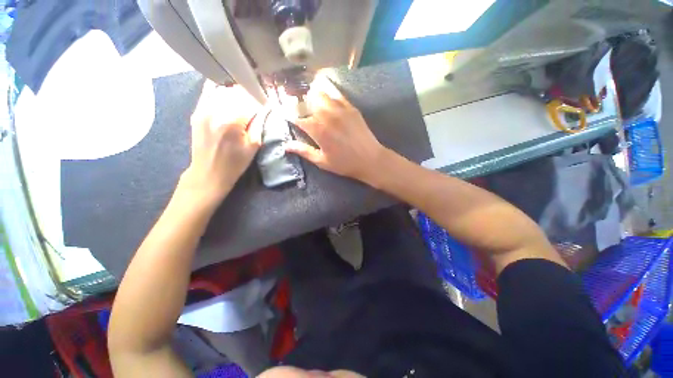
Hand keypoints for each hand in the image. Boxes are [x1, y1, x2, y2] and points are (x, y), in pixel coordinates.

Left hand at [178, 81, 264, 207]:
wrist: (209, 173)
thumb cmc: (235, 163)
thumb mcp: (254, 146)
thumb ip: (259, 124)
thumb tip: (266, 108)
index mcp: (232, 121)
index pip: (251, 102)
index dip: (261, 103)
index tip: (267, 106)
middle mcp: (215, 110)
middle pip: (237, 92)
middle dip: (249, 96)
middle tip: (256, 104)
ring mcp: (203, 109)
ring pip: (223, 89)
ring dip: (236, 93)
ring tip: (243, 102)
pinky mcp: (197, 111)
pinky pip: (208, 92)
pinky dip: (220, 91)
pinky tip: (227, 96)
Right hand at [285, 76, 386, 182]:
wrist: (370, 159)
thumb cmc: (344, 163)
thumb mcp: (322, 161)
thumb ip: (304, 151)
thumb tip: (286, 146)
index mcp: (318, 130)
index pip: (298, 118)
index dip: (289, 116)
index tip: (285, 114)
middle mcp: (327, 115)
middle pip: (307, 102)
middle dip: (300, 104)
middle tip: (298, 107)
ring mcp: (340, 109)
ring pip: (321, 94)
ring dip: (313, 96)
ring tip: (311, 101)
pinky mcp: (351, 108)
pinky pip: (337, 94)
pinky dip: (328, 92)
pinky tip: (326, 95)